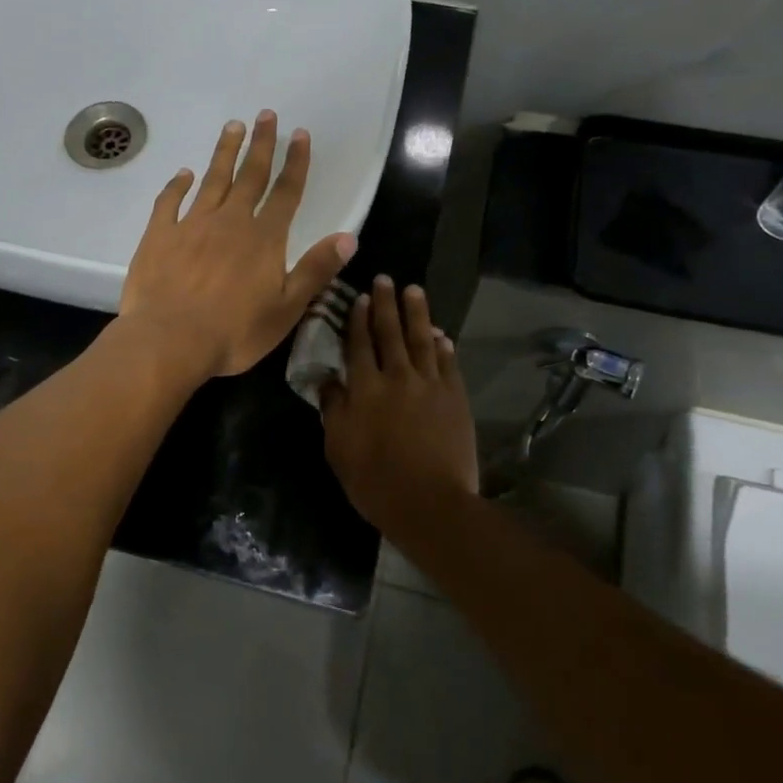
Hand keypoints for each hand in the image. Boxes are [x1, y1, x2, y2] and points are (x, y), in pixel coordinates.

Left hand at [119, 111, 356, 379]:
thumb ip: (316, 270)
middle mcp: (230, 221)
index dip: (296, 162)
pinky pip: (169, 201)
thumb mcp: (287, 309)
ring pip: (212, 179)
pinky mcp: (159, 235)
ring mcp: (192, 224)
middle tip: (265, 115)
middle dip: (261, 144)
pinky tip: (183, 174)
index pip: (286, 192)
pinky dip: (177, 185)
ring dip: (224, 152)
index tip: (300, 134)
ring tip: (232, 126)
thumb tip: (348, 236)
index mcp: (263, 238)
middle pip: (250, 175)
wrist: (169, 340)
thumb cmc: (234, 332)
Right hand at [321, 277, 478, 524]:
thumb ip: (333, 409)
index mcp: (365, 388)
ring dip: (417, 313)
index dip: (358, 319)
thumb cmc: (375, 480)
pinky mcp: (455, 397)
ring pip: (422, 340)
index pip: (359, 344)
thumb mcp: (338, 447)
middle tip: (385, 279)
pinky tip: (440, 334)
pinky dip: (443, 345)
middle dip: (386, 304)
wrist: (430, 503)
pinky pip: (448, 363)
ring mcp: (430, 385)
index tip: (359, 297)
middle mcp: (397, 377)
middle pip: (390, 333)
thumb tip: (327, 380)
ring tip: (414, 290)